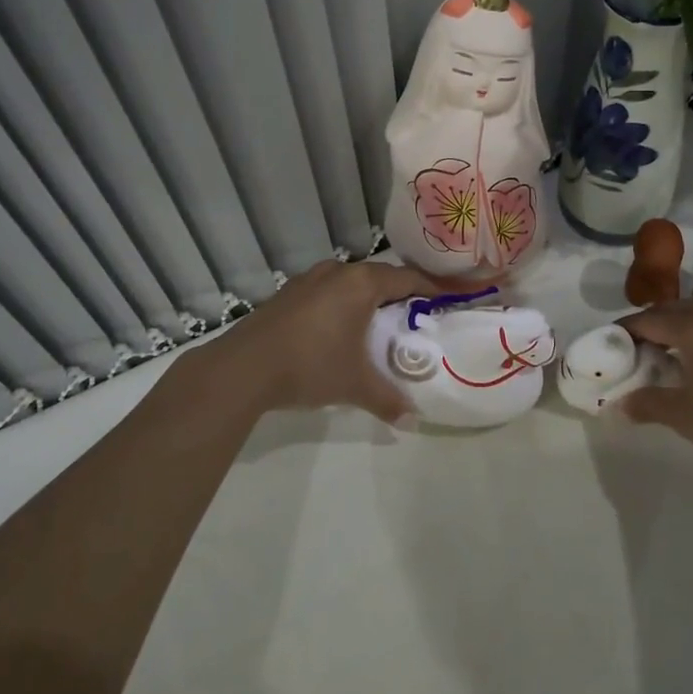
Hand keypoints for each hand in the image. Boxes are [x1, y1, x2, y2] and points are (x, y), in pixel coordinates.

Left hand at [215, 259, 441, 423]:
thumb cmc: (311, 366)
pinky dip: (340, 303)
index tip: (449, 298)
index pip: (408, 278)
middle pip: (379, 276)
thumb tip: (412, 421)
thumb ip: (388, 400)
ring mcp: (309, 279)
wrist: (243, 368)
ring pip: (349, 281)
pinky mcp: (287, 292)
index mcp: (361, 284)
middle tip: (416, 313)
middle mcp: (338, 272)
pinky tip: (337, 328)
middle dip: (399, 292)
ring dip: (366, 296)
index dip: (432, 288)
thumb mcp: (355, 386)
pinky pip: (326, 290)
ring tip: (378, 320)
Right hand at [618, 298, 692, 486]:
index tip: (609, 344)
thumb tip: (622, 404)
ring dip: (681, 329)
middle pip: (675, 311)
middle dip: (652, 326)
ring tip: (669, 356)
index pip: (649, 319)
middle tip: (636, 351)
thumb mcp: (682, 416)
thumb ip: (647, 403)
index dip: (625, 331)